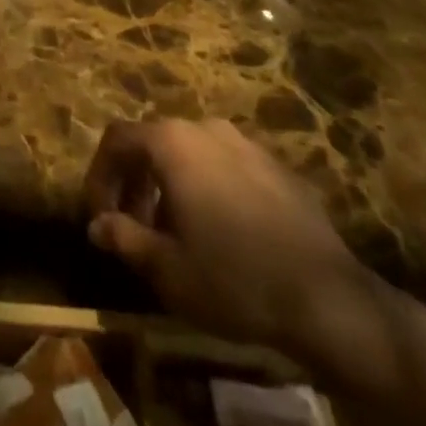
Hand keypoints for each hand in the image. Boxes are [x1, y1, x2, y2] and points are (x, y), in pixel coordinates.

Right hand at [83, 119, 381, 371]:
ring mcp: (245, 142)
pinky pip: (226, 166)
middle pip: (154, 142)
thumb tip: (97, 225)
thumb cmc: (233, 279)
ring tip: (176, 233)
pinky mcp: (276, 166)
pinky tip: (222, 233)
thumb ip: (125, 238)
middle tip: (134, 227)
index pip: (117, 140)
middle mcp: (205, 127)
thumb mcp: (167, 269)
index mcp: (172, 142)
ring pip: (191, 153)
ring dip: (171, 185)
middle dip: (135, 181)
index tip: (99, 216)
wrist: (327, 298)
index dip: (100, 175)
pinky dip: (209, 188)